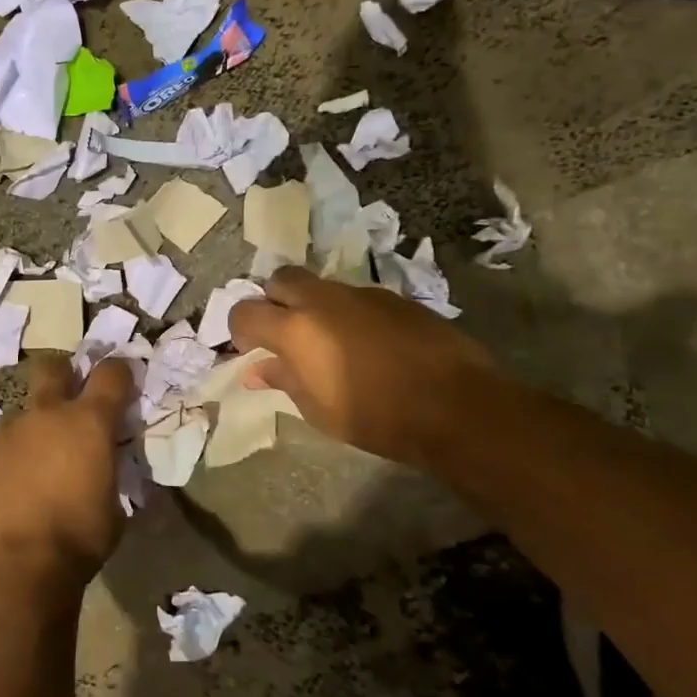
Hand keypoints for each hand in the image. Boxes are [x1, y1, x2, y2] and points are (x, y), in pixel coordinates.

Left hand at [0, 357, 135, 595]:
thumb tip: (103, 470)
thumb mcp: (114, 509)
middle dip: (65, 375)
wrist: (14, 568)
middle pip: (53, 368)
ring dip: (35, 428)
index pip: (111, 374)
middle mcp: (46, 415)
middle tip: (72, 398)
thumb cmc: (78, 540)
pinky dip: (12, 460)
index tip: (124, 381)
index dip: (120, 372)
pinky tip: (14, 489)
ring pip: (23, 412)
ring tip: (40, 463)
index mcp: (88, 422)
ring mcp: (7, 434)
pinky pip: (1, 448)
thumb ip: (109, 474)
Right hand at [227, 266, 496, 465]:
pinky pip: (357, 298)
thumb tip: (255, 370)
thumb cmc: (375, 416)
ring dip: (314, 307)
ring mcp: (362, 294)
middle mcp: (323, 300)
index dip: (240, 329)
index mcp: (295, 329)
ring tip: (329, 342)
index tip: (250, 349)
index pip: (245, 311)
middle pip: (281, 280)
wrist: (456, 407)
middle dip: (274, 300)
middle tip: (284, 332)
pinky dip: (349, 314)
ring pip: (322, 287)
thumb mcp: (318, 410)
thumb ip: (283, 380)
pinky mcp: (396, 298)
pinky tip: (368, 345)